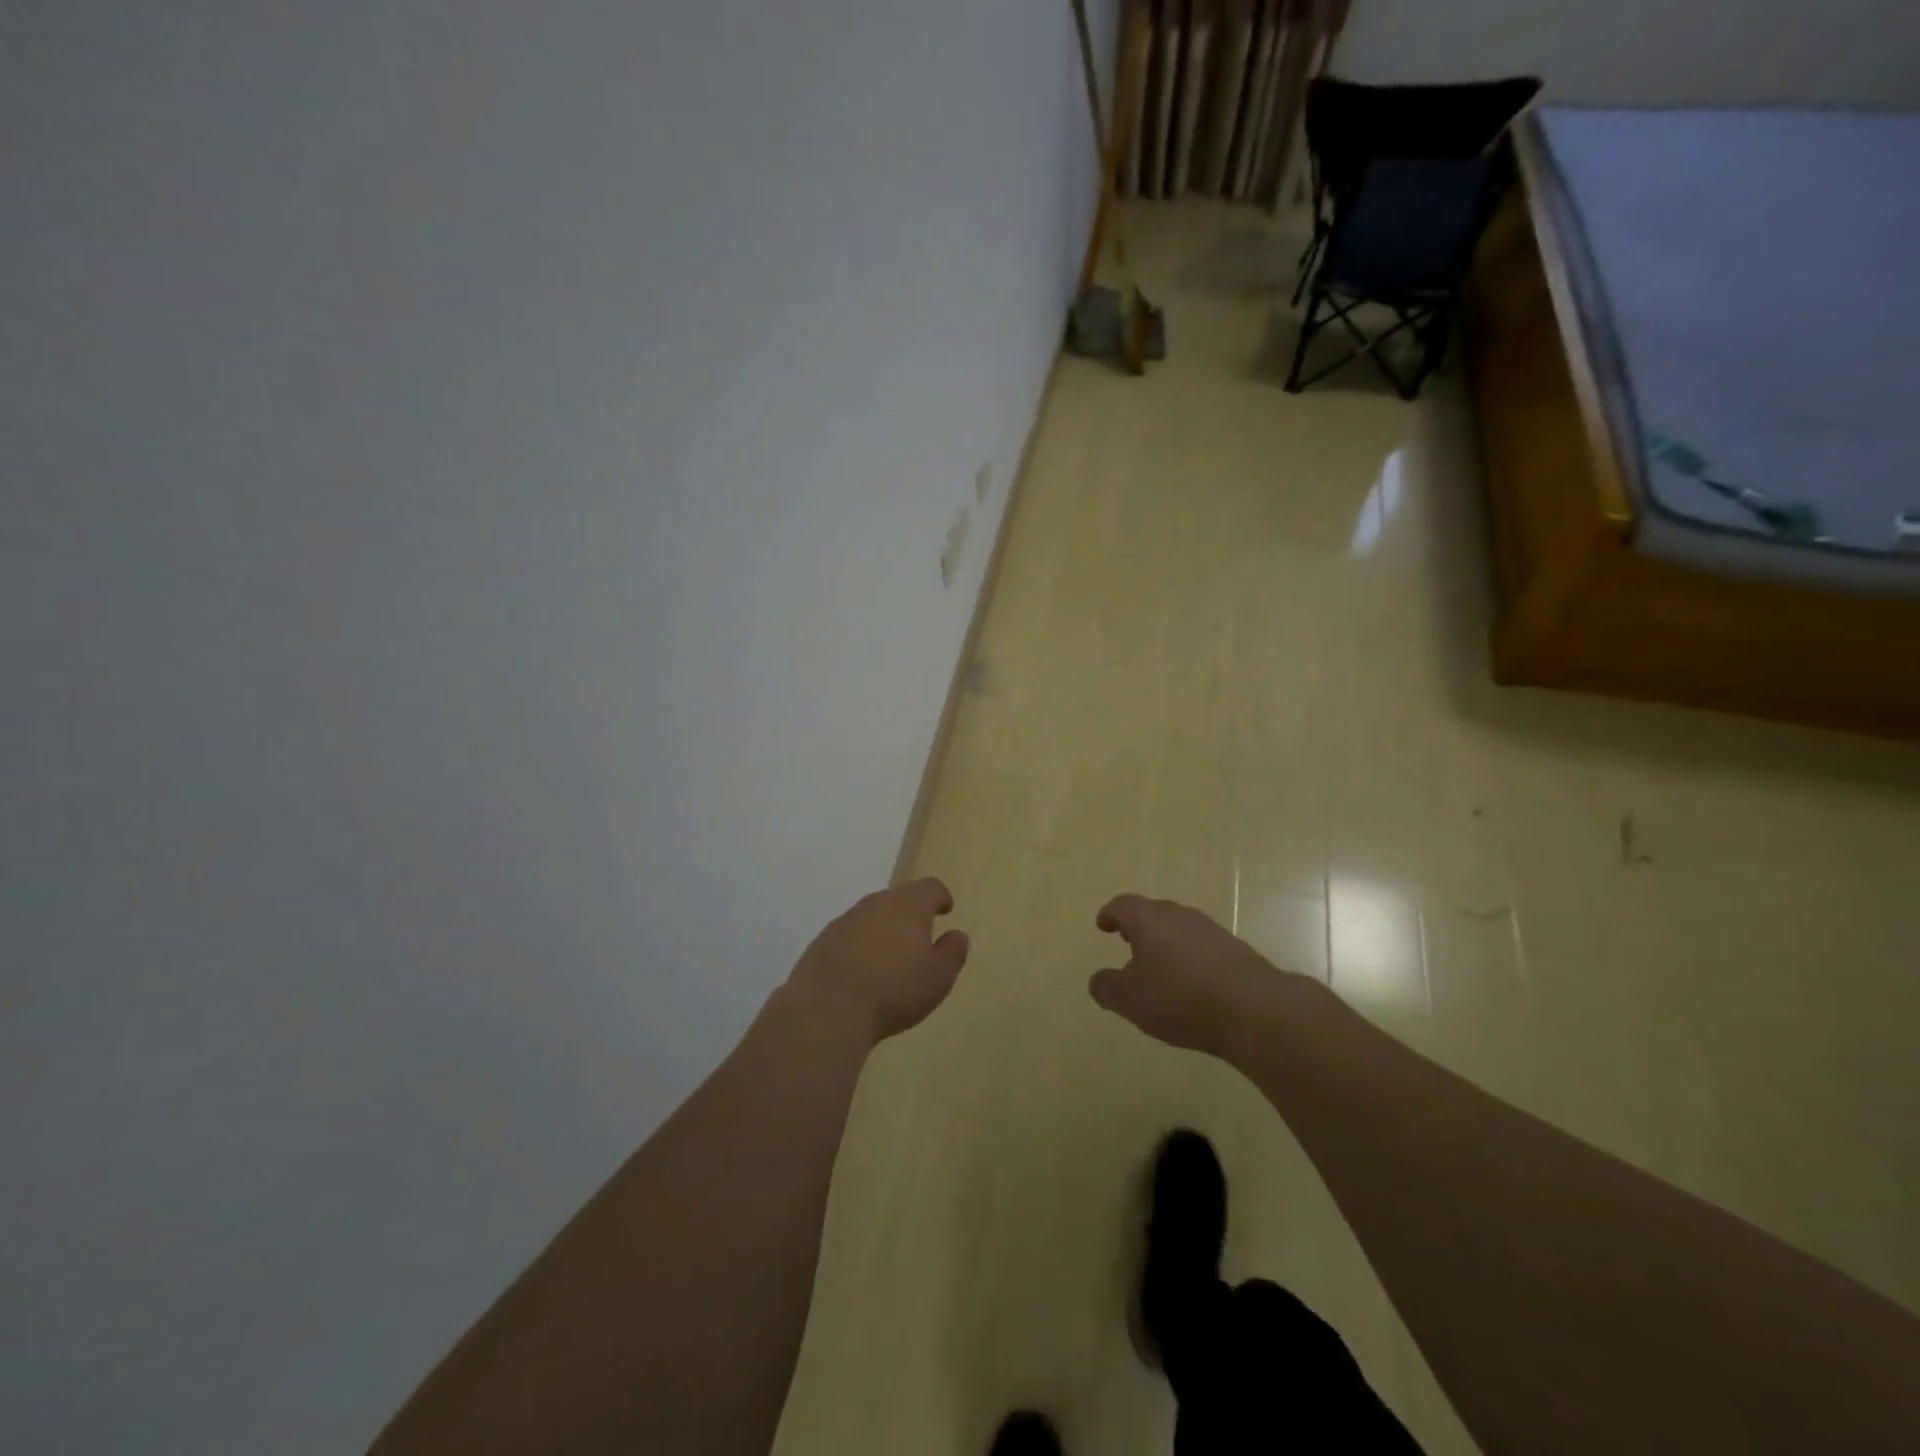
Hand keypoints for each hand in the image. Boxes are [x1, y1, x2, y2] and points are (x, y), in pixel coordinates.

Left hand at [785, 878, 969, 1045]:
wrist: (827, 1008)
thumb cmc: (893, 990)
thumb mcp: (938, 977)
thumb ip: (952, 952)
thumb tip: (957, 935)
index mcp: (908, 906)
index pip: (929, 887)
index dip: (940, 897)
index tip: (945, 909)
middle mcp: (875, 904)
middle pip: (898, 900)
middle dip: (910, 916)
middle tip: (919, 940)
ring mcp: (844, 921)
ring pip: (871, 918)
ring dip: (883, 932)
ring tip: (890, 961)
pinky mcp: (822, 941)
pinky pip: (849, 937)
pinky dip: (859, 948)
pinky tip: (861, 975)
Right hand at [1089, 894, 1295, 1058]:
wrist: (1254, 1009)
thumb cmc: (1180, 998)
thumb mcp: (1130, 1000)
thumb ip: (1107, 987)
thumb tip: (1098, 980)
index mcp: (1149, 919)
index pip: (1123, 905)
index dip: (1110, 914)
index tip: (1103, 925)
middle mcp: (1179, 916)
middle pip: (1153, 912)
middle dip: (1139, 926)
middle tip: (1128, 942)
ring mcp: (1211, 930)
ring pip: (1180, 928)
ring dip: (1166, 942)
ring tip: (1159, 966)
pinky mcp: (1236, 950)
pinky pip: (1202, 947)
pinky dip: (1190, 958)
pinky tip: (1191, 983)